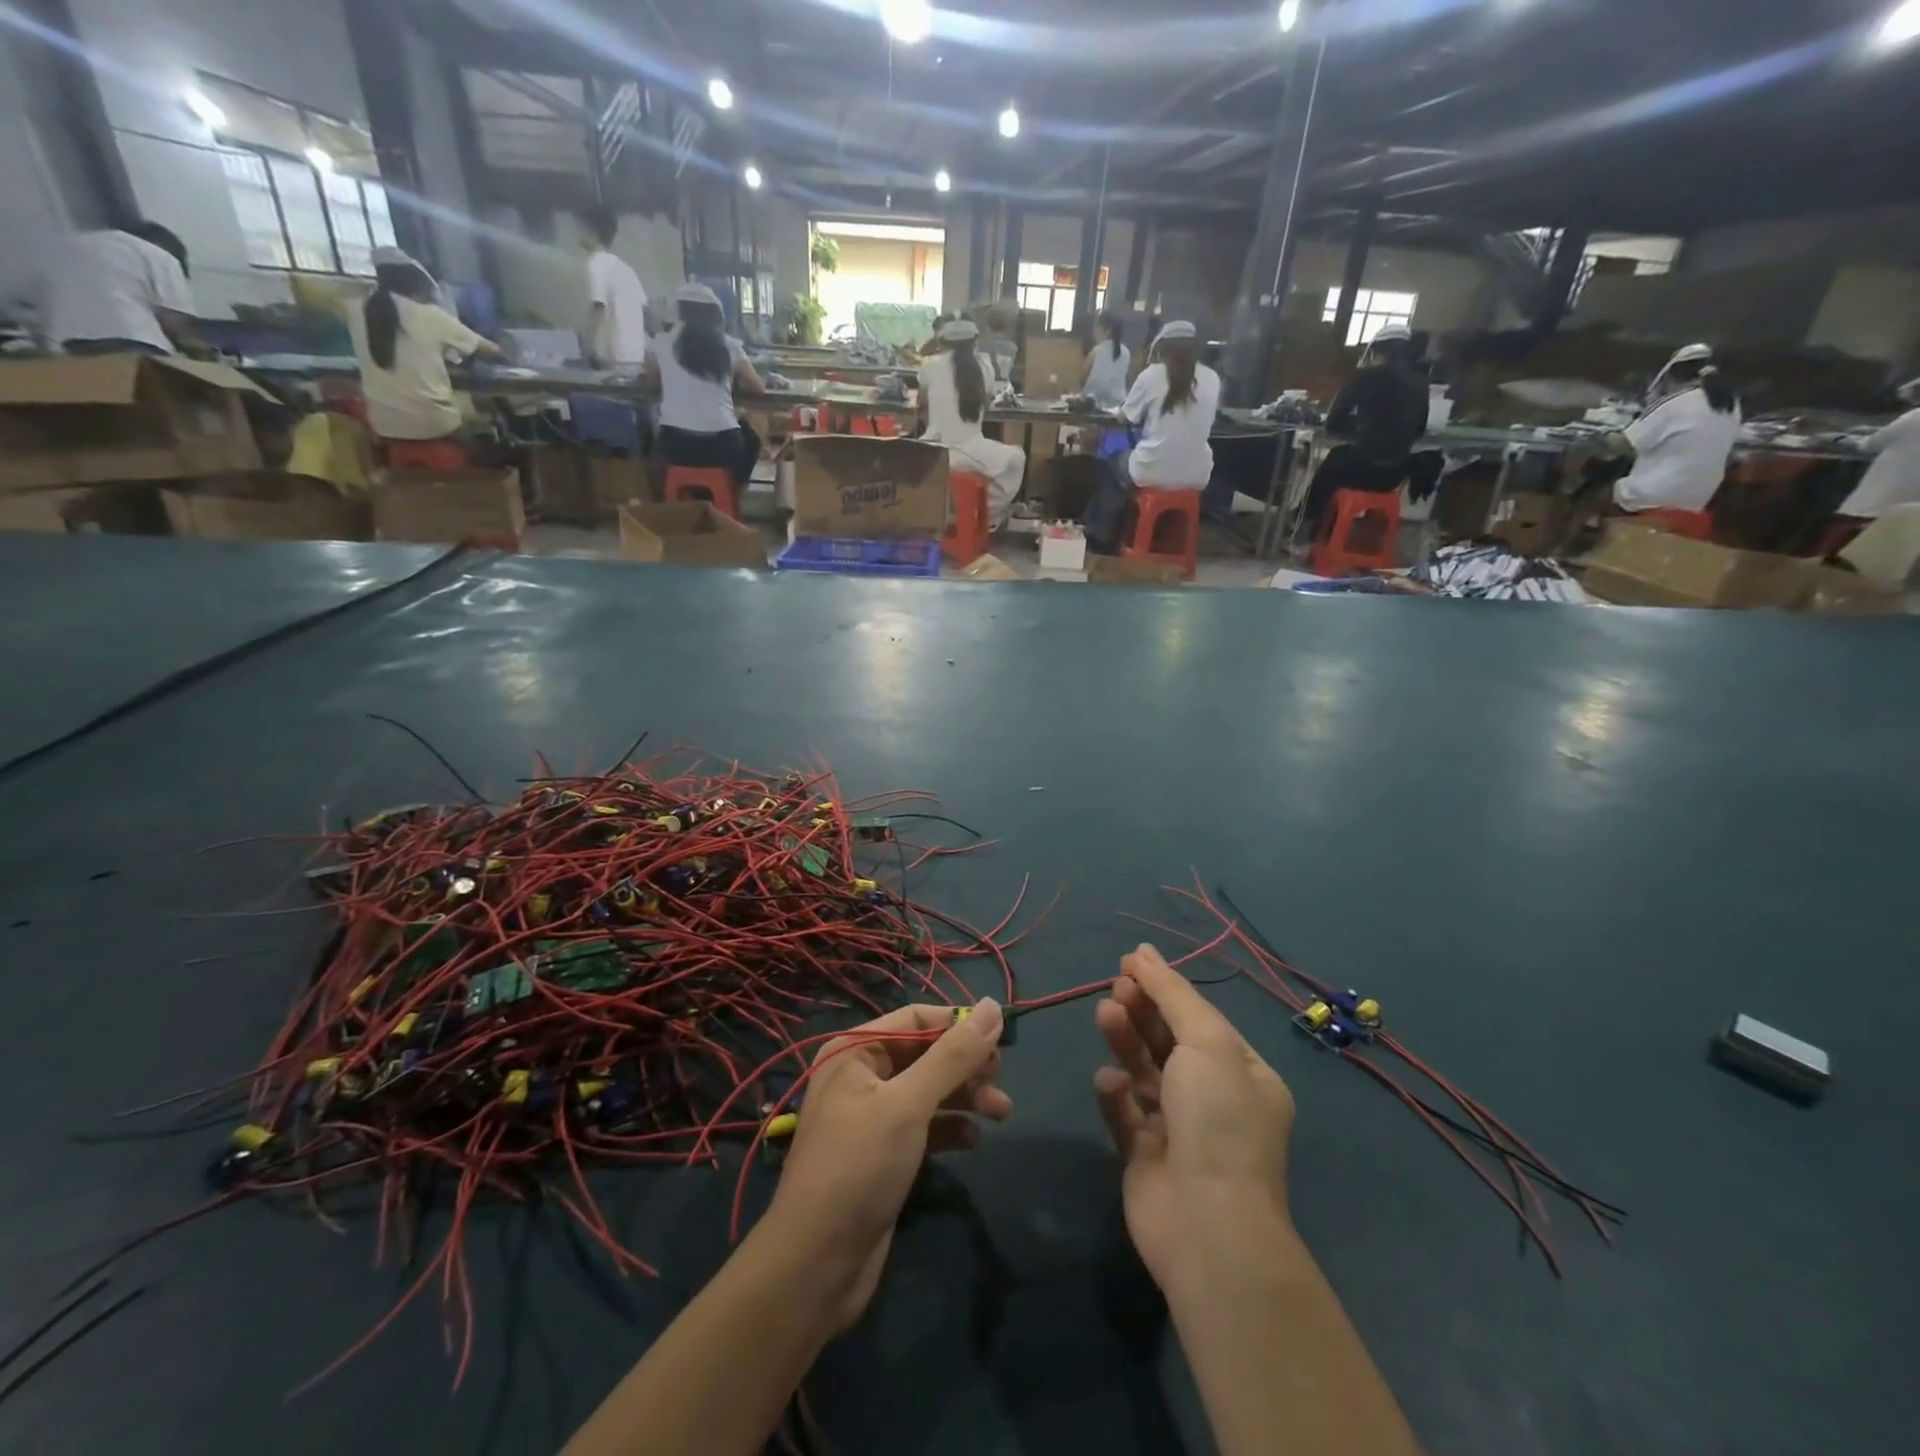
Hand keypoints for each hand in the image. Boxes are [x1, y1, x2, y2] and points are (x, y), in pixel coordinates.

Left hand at [767, 1002, 1009, 1328]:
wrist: (816, 1265)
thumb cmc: (859, 1167)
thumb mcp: (909, 1105)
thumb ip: (953, 1056)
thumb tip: (994, 1005)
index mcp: (855, 1050)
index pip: (916, 1018)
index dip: (958, 1025)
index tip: (1001, 1040)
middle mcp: (861, 1074)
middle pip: (925, 1054)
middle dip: (966, 1065)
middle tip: (1000, 1081)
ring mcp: (871, 1116)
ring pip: (929, 1090)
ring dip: (965, 1097)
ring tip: (1002, 1112)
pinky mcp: (883, 1153)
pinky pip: (924, 1126)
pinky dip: (950, 1129)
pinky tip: (973, 1142)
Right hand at [1094, 945, 1295, 1291]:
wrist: (1206, 1224)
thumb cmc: (1217, 1120)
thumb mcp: (1205, 1043)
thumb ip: (1172, 995)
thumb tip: (1144, 953)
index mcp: (1242, 1073)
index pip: (1200, 1018)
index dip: (1166, 987)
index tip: (1131, 962)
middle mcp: (1213, 1098)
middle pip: (1169, 1040)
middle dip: (1143, 1010)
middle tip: (1117, 988)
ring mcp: (1177, 1128)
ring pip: (1143, 1070)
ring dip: (1125, 1040)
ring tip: (1105, 1014)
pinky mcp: (1143, 1153)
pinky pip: (1125, 1110)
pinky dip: (1117, 1092)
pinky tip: (1112, 1083)